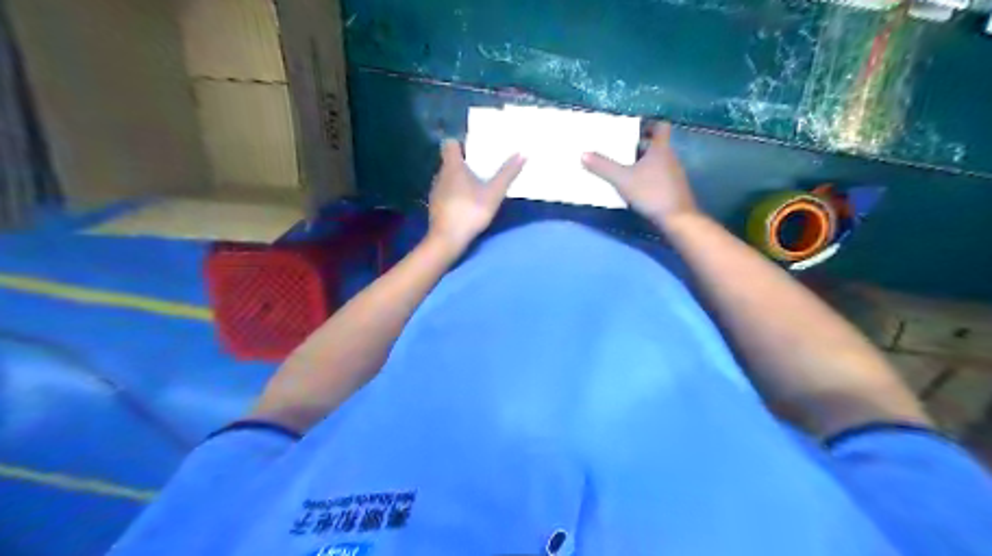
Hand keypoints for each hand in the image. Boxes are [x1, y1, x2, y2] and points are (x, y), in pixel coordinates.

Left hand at [425, 139, 524, 252]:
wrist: (447, 239)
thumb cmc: (470, 211)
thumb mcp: (494, 193)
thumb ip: (507, 174)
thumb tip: (522, 154)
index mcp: (452, 166)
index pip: (450, 145)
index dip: (461, 144)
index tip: (474, 150)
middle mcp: (440, 175)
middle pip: (450, 162)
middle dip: (464, 164)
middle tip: (482, 168)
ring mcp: (435, 192)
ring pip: (448, 179)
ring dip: (459, 180)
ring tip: (476, 186)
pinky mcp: (435, 207)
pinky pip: (446, 193)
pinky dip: (455, 195)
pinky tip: (466, 204)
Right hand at [584, 120, 695, 225]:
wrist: (677, 218)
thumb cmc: (651, 192)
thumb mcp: (622, 179)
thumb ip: (603, 167)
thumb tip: (583, 154)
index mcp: (661, 149)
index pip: (660, 126)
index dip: (649, 124)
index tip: (634, 126)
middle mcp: (670, 158)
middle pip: (656, 145)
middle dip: (639, 145)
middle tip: (620, 147)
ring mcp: (673, 174)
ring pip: (657, 161)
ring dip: (642, 162)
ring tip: (623, 166)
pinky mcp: (672, 189)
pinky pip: (658, 176)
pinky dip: (646, 176)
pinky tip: (634, 186)